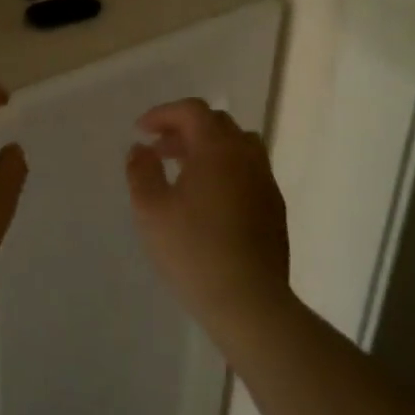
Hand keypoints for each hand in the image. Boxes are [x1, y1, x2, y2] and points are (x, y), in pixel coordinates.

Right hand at [126, 98, 291, 333]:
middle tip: (159, 151)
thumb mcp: (150, 210)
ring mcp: (265, 182)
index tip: (141, 132)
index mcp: (217, 149)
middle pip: (217, 124)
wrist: (249, 302)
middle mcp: (247, 156)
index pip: (192, 111)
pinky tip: (208, 200)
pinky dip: (225, 169)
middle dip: (184, 129)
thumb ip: (141, 171)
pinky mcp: (274, 208)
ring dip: (208, 148)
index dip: (164, 114)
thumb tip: (141, 149)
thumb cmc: (193, 251)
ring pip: (238, 146)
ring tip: (184, 171)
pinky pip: (248, 171)